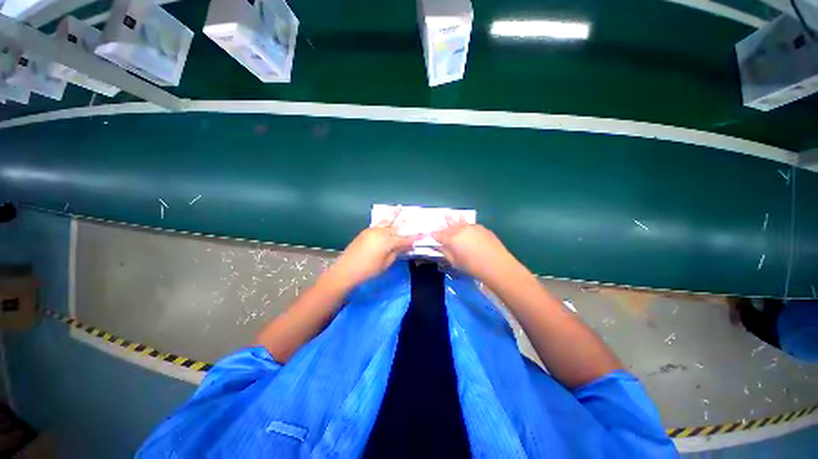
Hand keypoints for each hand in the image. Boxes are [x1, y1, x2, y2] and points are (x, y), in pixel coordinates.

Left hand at [328, 208, 418, 286]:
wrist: (346, 269)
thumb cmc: (368, 269)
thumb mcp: (386, 263)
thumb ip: (396, 252)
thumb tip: (405, 246)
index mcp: (388, 241)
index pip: (405, 239)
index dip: (415, 238)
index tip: (423, 234)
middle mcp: (381, 233)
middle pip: (396, 227)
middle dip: (405, 222)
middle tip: (413, 217)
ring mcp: (372, 230)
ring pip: (386, 221)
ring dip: (393, 214)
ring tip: (399, 207)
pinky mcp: (365, 231)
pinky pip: (378, 224)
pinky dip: (385, 221)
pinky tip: (387, 220)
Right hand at [432, 216, 516, 280]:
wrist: (496, 264)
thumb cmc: (472, 266)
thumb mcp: (455, 262)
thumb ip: (445, 252)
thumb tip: (438, 246)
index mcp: (451, 239)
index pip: (439, 234)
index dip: (434, 234)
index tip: (430, 234)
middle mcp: (460, 230)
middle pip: (448, 227)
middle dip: (442, 226)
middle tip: (437, 225)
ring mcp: (472, 227)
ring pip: (459, 221)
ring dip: (453, 219)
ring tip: (448, 215)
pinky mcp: (481, 228)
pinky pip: (470, 224)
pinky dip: (465, 223)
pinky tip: (465, 224)